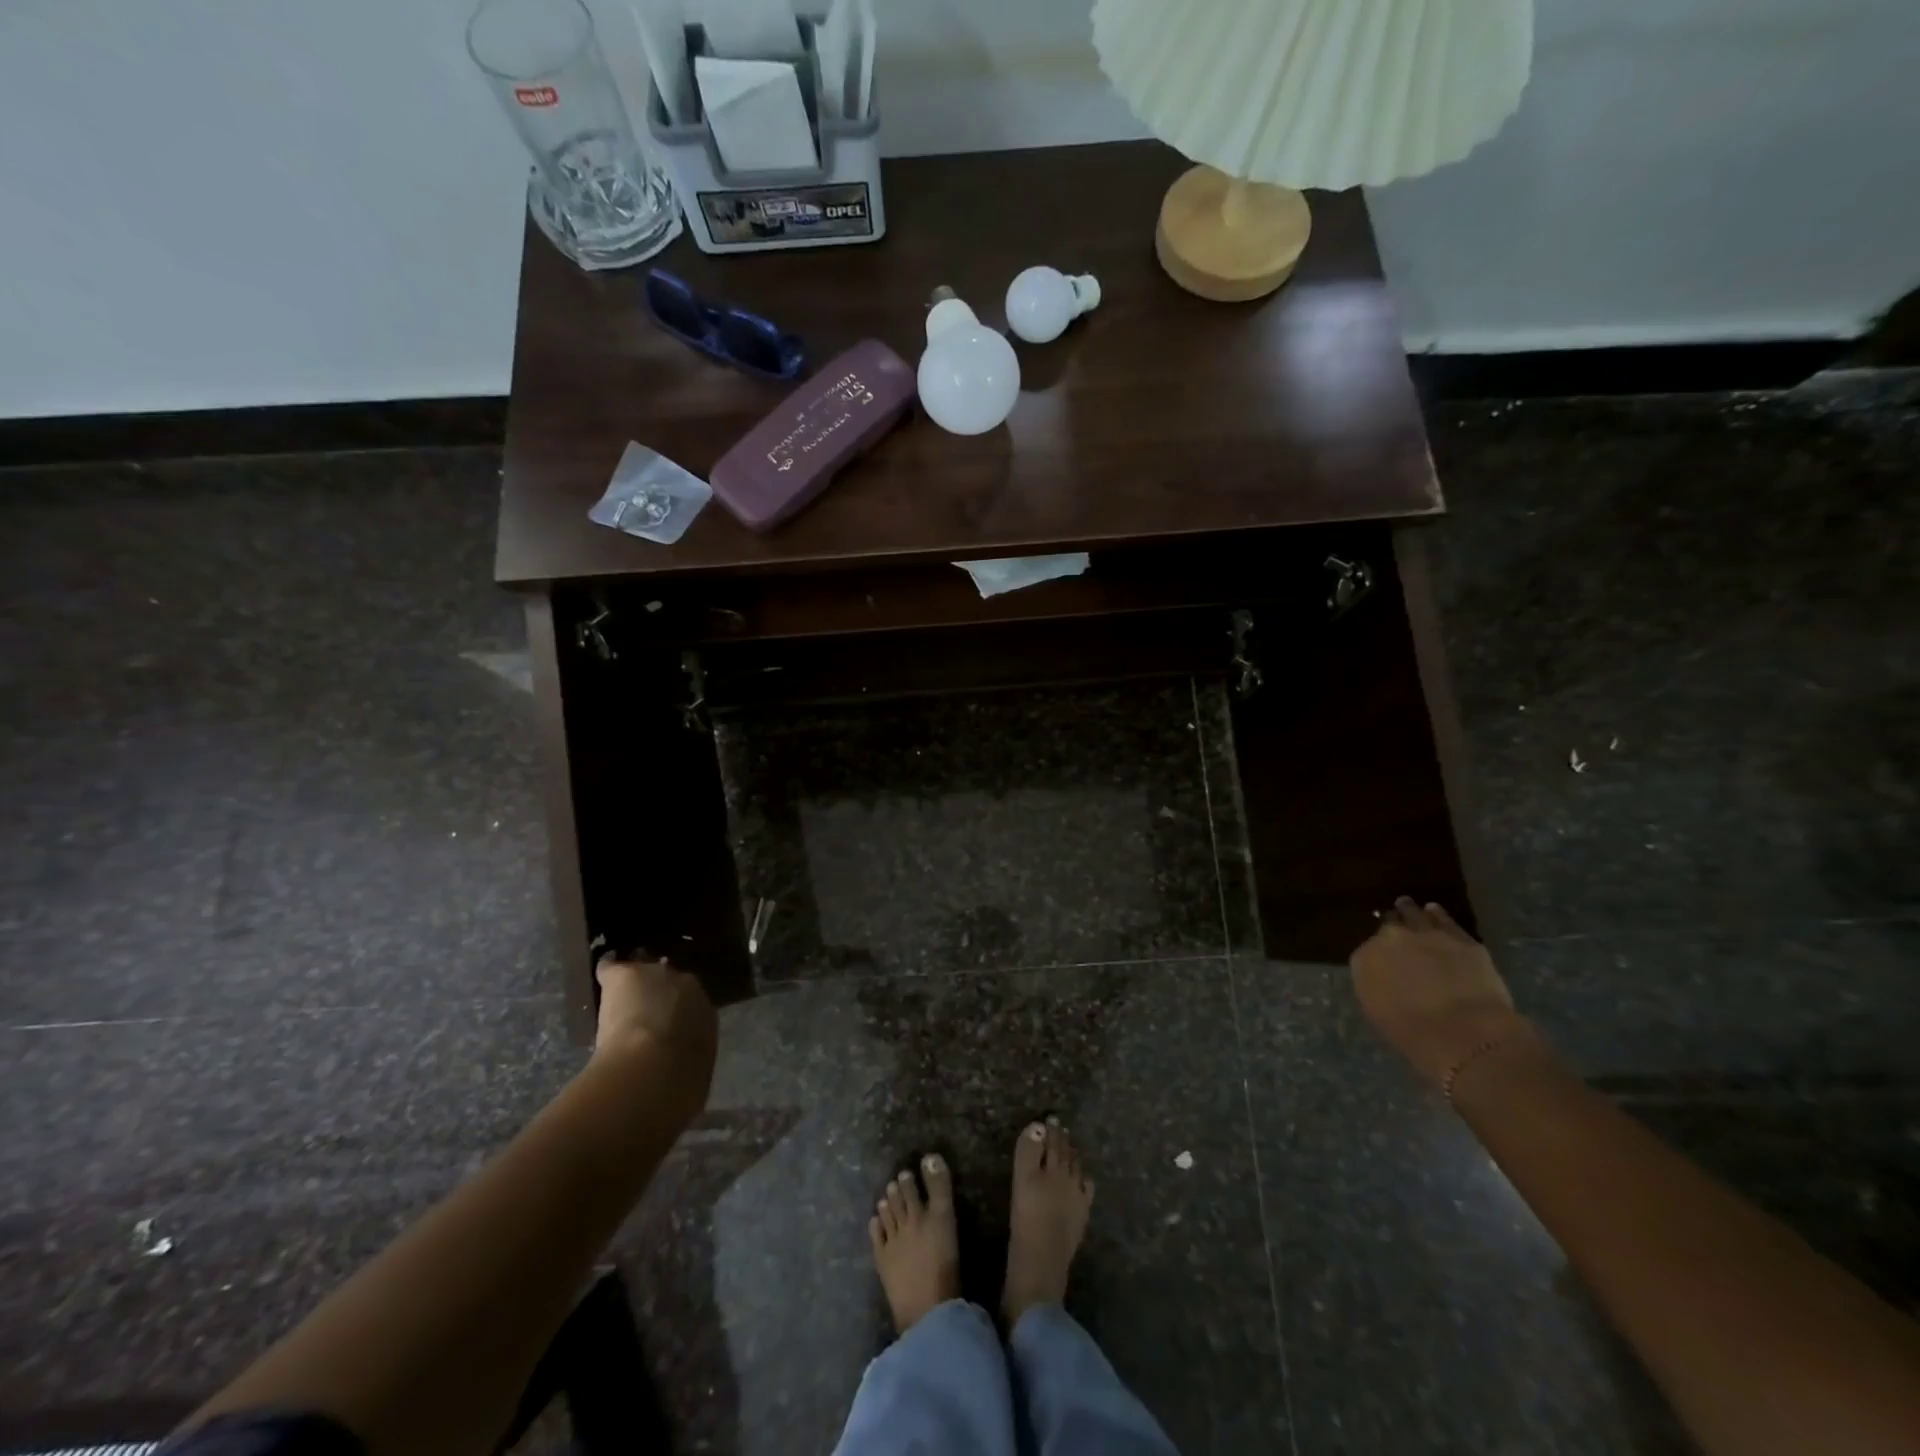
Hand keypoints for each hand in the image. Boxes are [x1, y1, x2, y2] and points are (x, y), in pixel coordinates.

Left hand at [593, 957, 716, 1092]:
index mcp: (707, 1014)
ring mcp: (657, 977)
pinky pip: (613, 968)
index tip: (666, 1026)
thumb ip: (689, 1065)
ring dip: (638, 982)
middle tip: (646, 1008)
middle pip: (672, 983)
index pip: (692, 1007)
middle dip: (661, 992)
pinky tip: (603, 969)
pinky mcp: (627, 975)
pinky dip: (608, 969)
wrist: (655, 1069)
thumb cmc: (681, 1082)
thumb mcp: (694, 1075)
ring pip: (646, 972)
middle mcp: (688, 988)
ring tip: (626, 988)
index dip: (678, 1015)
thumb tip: (684, 1075)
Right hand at [1350, 898, 1523, 1086]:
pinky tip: (1434, 910)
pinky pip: (1445, 920)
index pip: (1367, 950)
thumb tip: (1386, 978)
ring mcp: (1427, 935)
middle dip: (1391, 928)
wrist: (1464, 1034)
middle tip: (1394, 931)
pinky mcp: (1461, 939)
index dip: (1378, 955)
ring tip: (1407, 905)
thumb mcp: (1380, 1012)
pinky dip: (1438, 915)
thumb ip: (1378, 986)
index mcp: (1365, 959)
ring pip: (1414, 915)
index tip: (1383, 960)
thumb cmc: (1413, 1034)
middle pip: (1389, 927)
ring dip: (1410, 911)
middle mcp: (1391, 939)